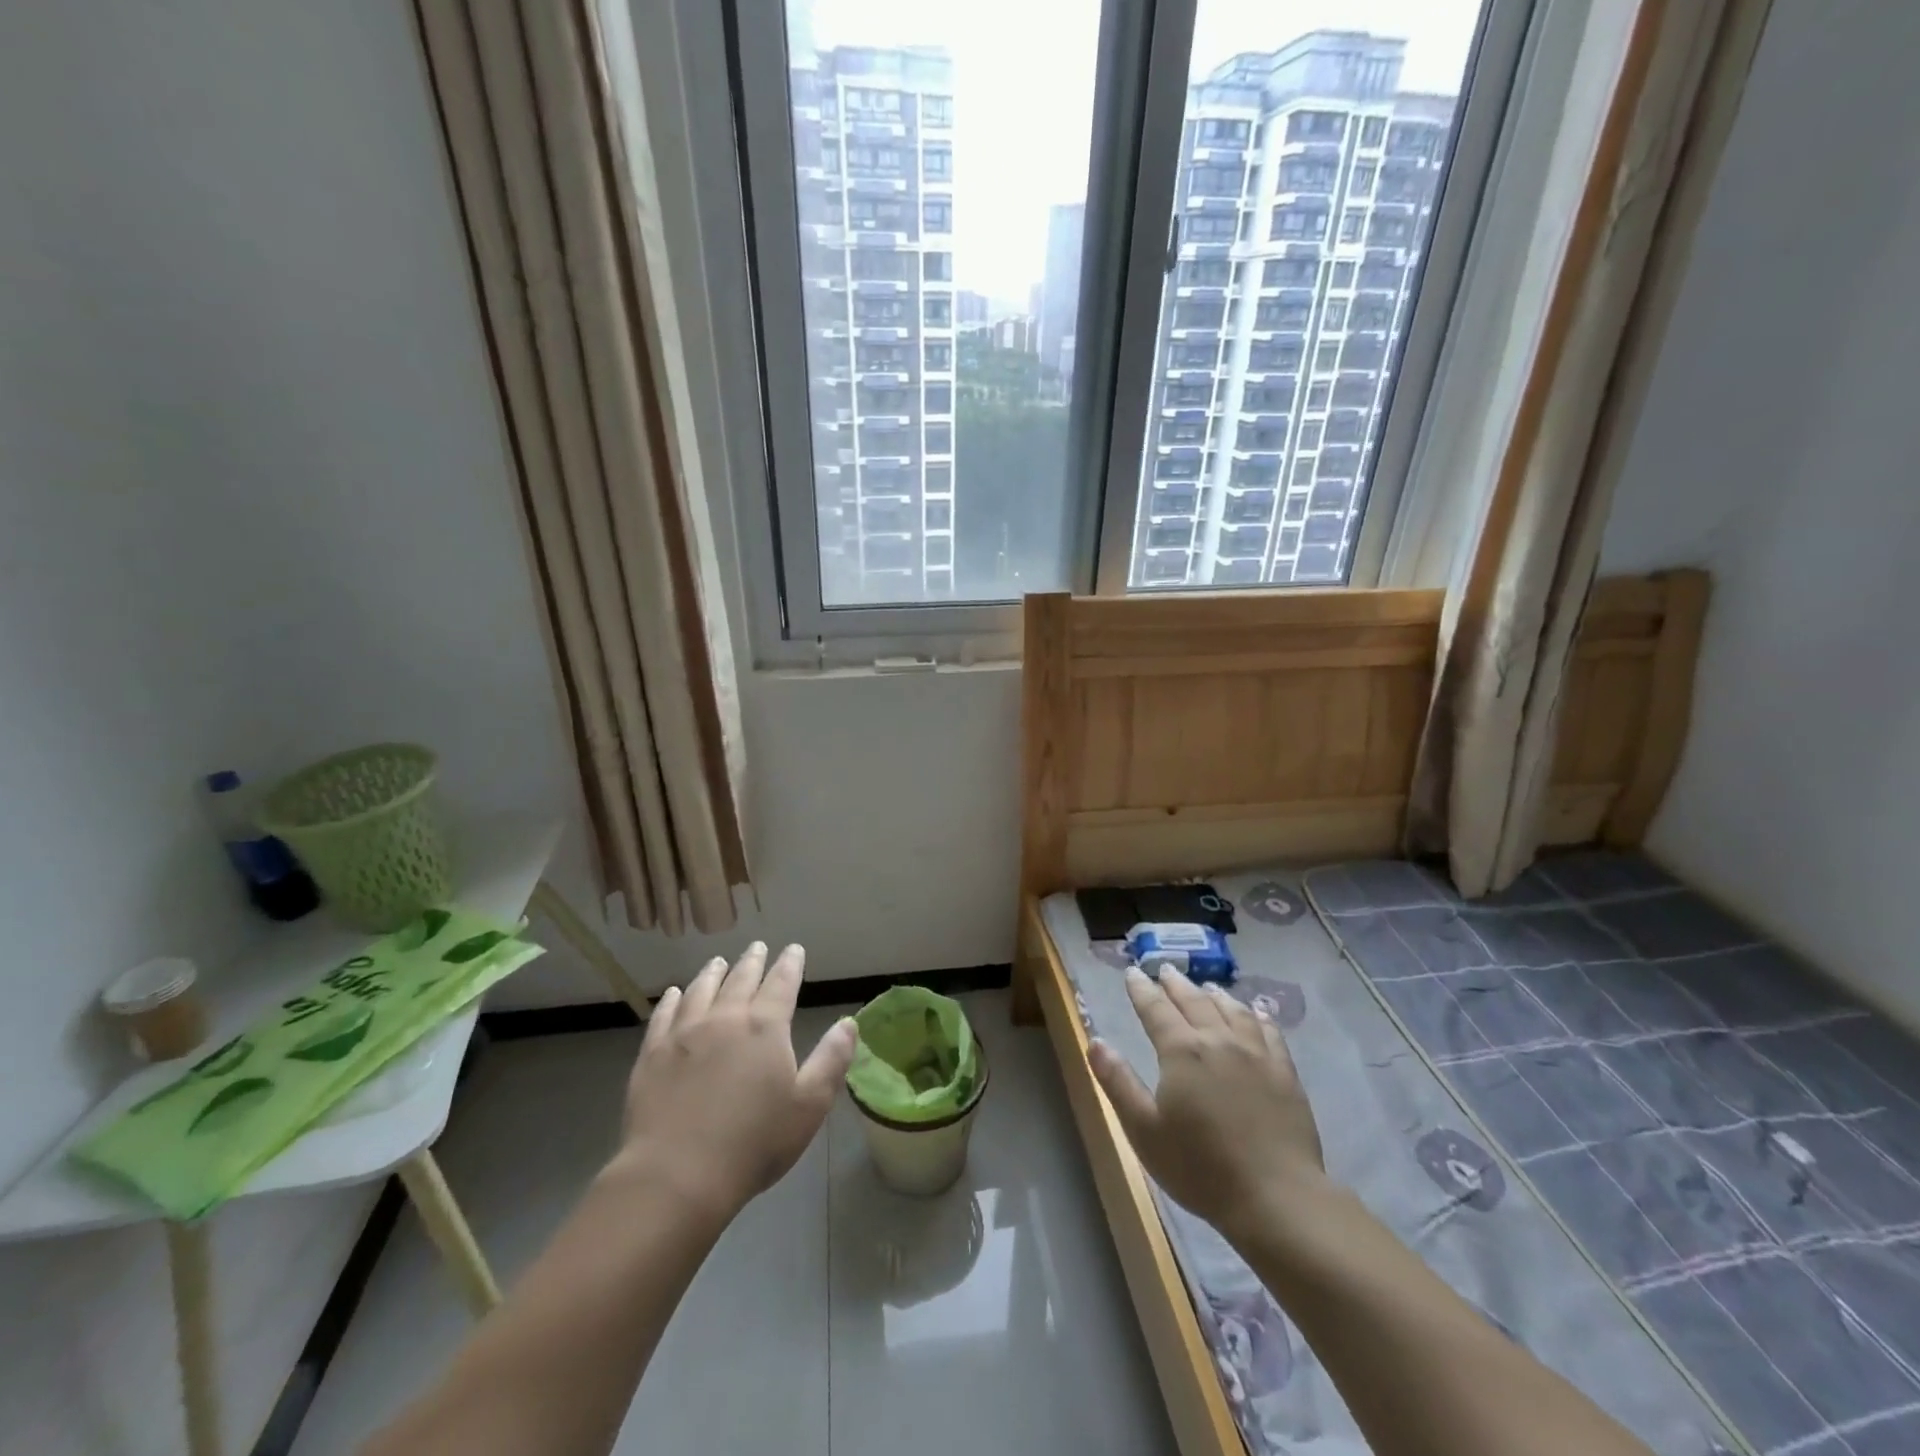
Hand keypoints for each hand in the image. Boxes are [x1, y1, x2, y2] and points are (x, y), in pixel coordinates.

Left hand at [615, 943, 856, 1222]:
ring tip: (719, 961)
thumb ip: (831, 1059)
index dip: (790, 964)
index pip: (782, 983)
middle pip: (741, 979)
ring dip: (714, 972)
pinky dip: (672, 999)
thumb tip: (849, 1022)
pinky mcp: (652, 1054)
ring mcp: (684, 1033)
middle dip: (753, 961)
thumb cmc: (754, 1143)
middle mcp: (725, 1018)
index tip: (794, 949)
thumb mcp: (809, 1105)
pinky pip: (664, 1015)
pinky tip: (675, 993)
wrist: (677, 1176)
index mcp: (765, 1027)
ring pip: (702, 990)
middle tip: (758, 946)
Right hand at [1089, 966, 1326, 1244]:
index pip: (1155, 1009)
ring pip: (1232, 1010)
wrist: (1276, 1197)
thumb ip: (1118, 1082)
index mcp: (1181, 1051)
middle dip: (1176, 984)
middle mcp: (1218, 1040)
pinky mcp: (1285, 1073)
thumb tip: (1095, 1041)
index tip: (1132, 973)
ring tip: (1206, 987)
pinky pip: (1270, 1032)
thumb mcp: (1144, 1130)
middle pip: (1194, 1001)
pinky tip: (1257, 1012)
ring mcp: (1257, 1054)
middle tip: (1165, 970)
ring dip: (1215, 995)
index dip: (1141, 990)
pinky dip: (1259, 1015)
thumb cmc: (1201, 1167)